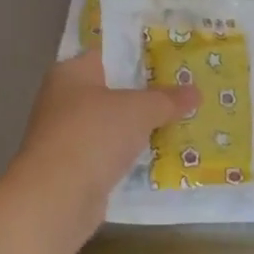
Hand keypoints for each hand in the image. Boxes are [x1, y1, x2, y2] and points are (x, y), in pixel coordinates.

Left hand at [8, 51, 197, 217]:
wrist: (57, 197)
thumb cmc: (94, 135)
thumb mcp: (139, 110)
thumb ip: (167, 99)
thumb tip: (195, 91)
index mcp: (71, 73)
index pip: (110, 55)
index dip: (143, 57)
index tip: (176, 63)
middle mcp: (64, 100)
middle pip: (114, 92)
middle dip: (148, 97)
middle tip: (187, 96)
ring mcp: (68, 137)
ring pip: (114, 127)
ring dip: (142, 131)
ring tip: (184, 127)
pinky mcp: (75, 169)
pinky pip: (112, 156)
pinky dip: (132, 158)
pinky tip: (163, 159)